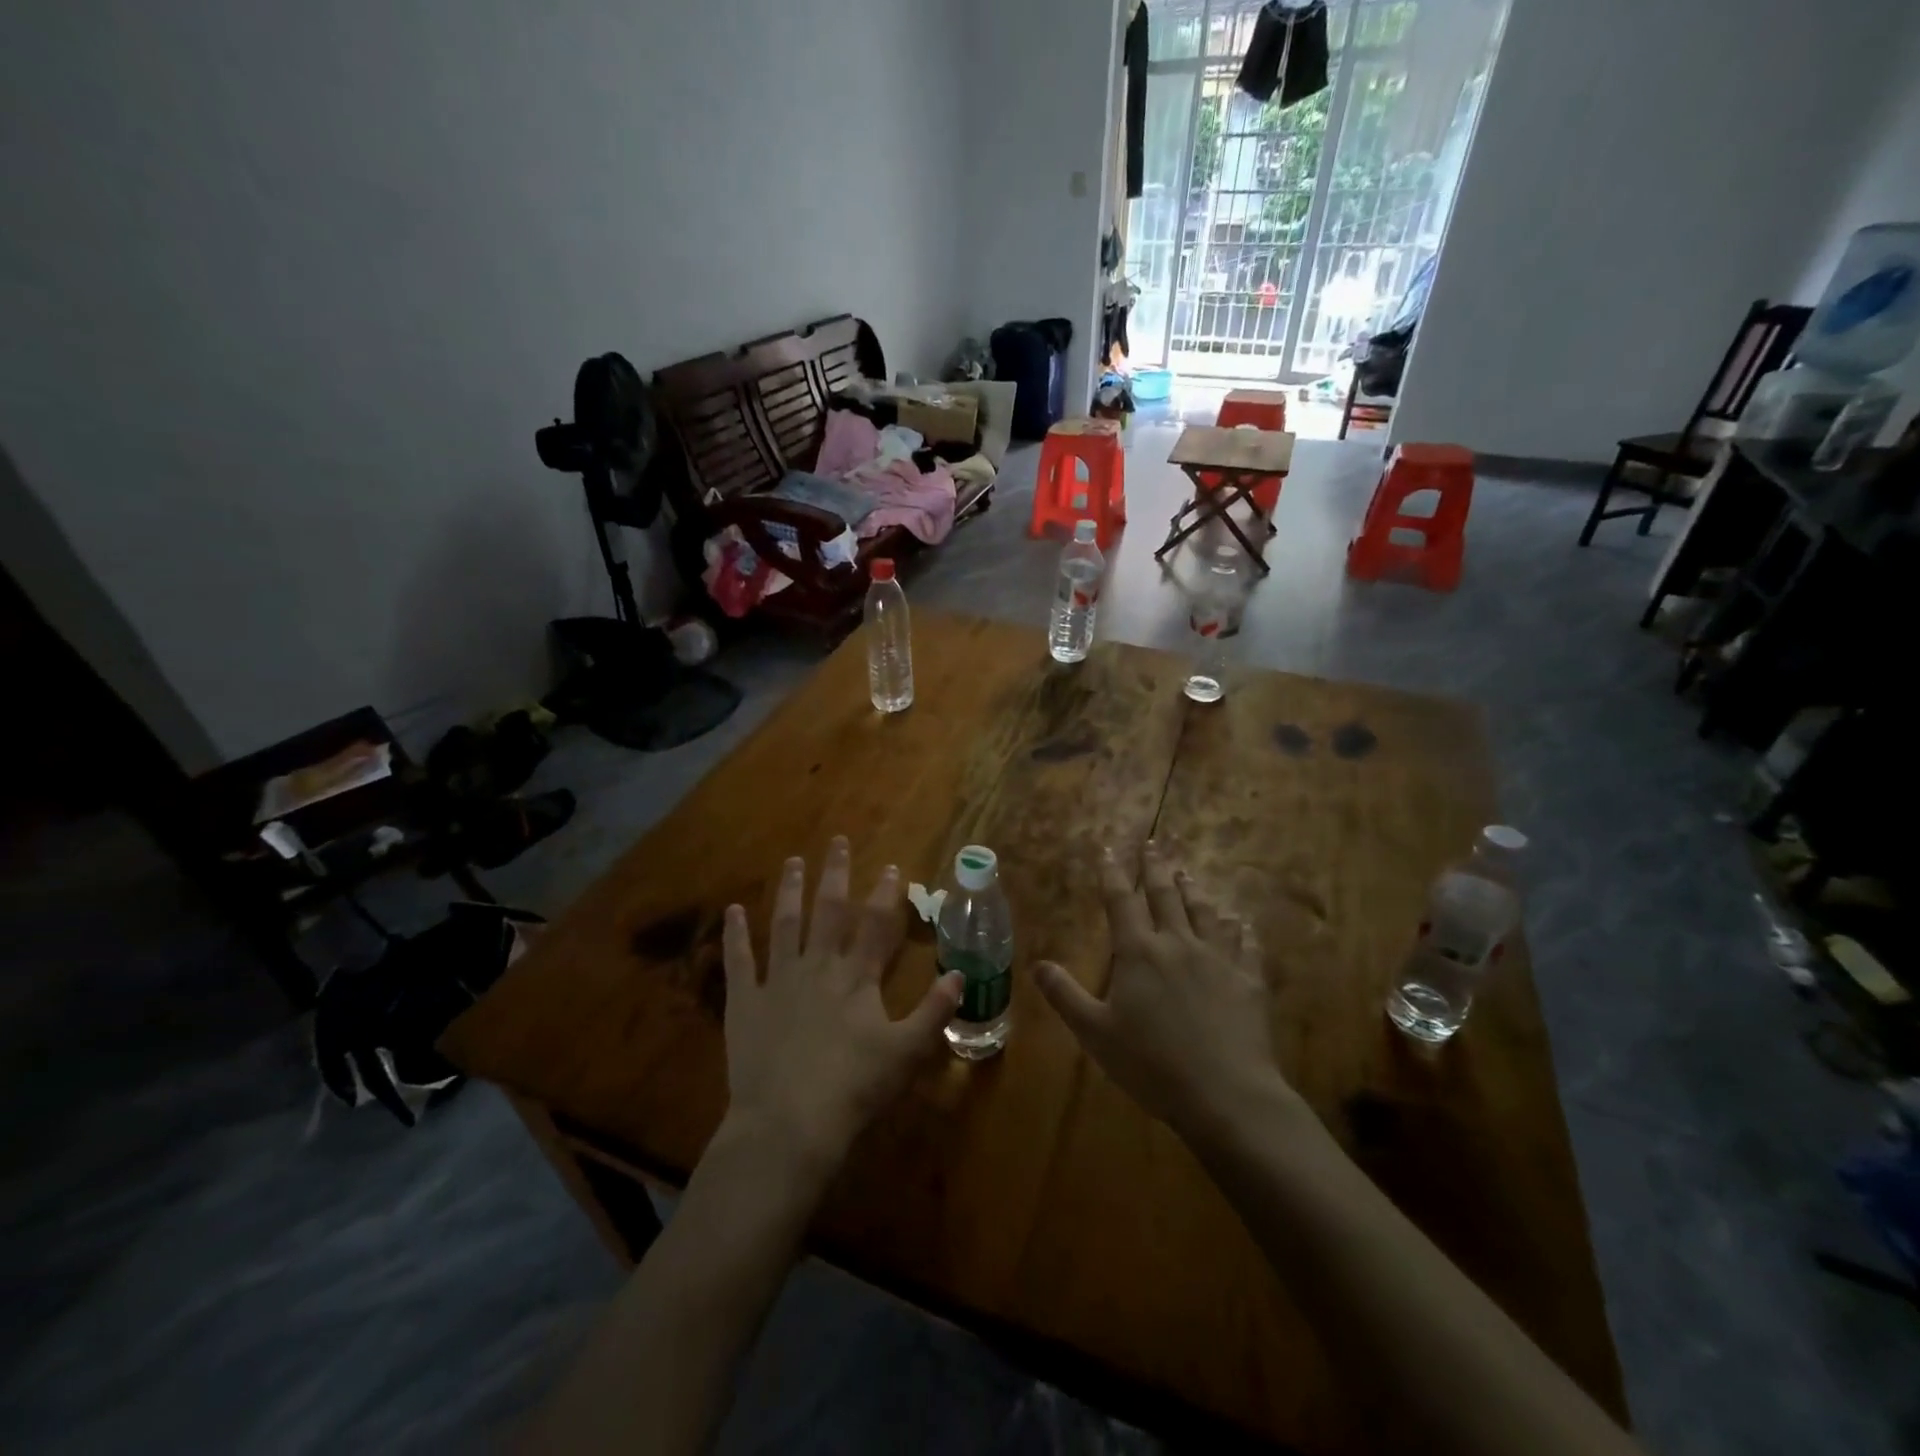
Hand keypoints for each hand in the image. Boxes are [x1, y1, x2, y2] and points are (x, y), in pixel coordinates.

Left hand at [721, 837, 962, 1175]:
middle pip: (829, 912)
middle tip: (838, 842)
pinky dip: (736, 935)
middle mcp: (818, 967)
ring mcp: (778, 981)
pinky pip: (739, 961)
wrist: (790, 1124)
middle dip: (836, 875)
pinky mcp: (745, 1002)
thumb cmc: (854, 1088)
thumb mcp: (907, 1053)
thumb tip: (959, 974)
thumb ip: (934, 1011)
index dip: (886, 895)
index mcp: (857, 978)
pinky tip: (733, 910)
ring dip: (789, 891)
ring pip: (785, 924)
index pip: (876, 926)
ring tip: (792, 861)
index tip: (892, 867)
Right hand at [1034, 842, 1293, 1140]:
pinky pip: (1245, 944)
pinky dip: (1239, 928)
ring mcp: (1218, 959)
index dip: (1113, 873)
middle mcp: (1178, 944)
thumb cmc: (1152, 1064)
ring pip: (1205, 912)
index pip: (1121, 901)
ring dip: (1194, 890)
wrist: (1225, 1094)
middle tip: (1153, 843)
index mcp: (1139, 952)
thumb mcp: (1095, 1033)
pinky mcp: (1248, 980)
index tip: (1108, 849)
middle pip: (1166, 895)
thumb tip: (1037, 965)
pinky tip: (1240, 921)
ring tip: (1188, 873)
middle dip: (1156, 867)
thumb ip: (1066, 995)